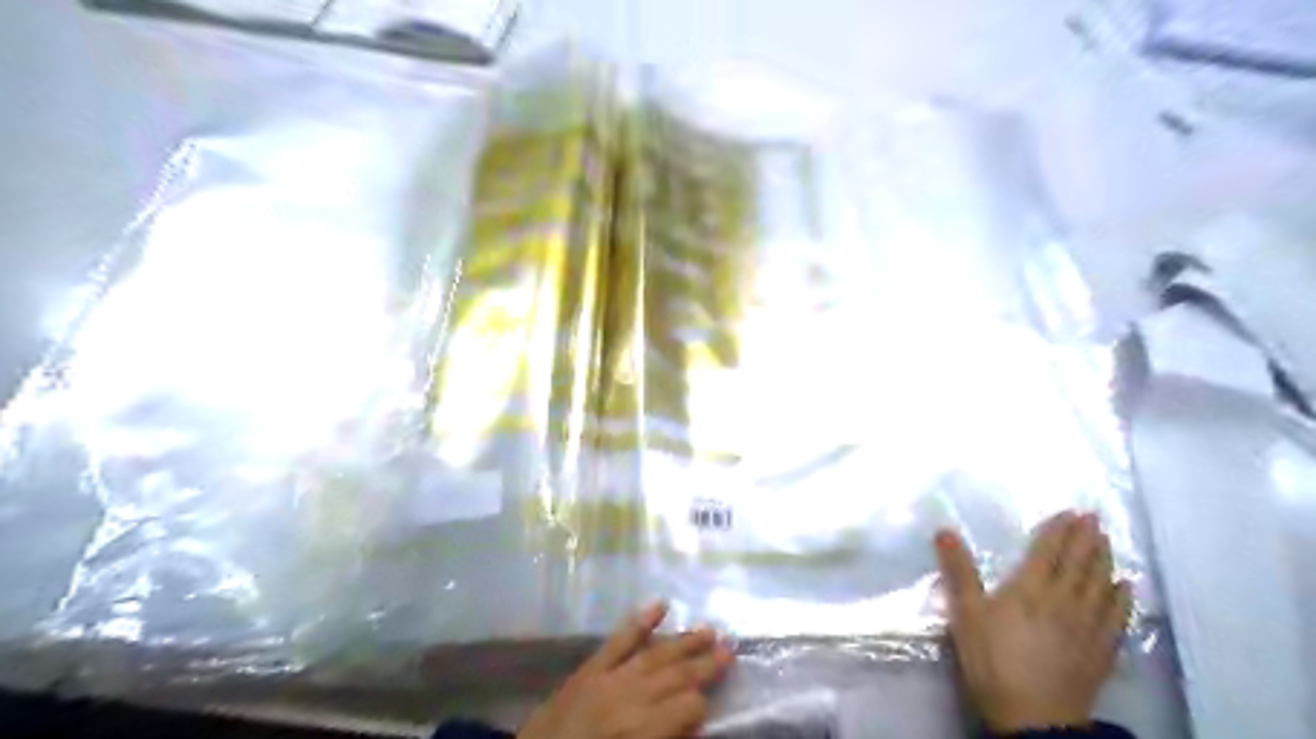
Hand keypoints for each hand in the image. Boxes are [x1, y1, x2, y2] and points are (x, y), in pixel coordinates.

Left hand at [520, 601, 736, 737]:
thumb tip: (693, 726)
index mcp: (642, 731)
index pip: (688, 708)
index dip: (702, 707)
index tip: (711, 706)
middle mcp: (630, 698)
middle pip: (676, 676)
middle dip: (705, 663)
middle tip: (730, 649)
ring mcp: (608, 679)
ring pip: (654, 655)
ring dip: (683, 641)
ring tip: (708, 630)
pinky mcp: (589, 669)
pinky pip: (618, 641)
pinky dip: (639, 622)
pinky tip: (659, 605)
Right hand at [935, 515, 1130, 732]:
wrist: (1034, 716)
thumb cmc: (992, 660)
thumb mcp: (966, 614)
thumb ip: (958, 571)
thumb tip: (944, 531)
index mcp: (1030, 589)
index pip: (1048, 552)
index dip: (1059, 531)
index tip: (1070, 512)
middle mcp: (1064, 600)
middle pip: (1078, 563)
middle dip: (1086, 538)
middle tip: (1094, 518)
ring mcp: (1087, 626)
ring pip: (1100, 584)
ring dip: (1104, 559)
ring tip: (1107, 541)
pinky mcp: (1101, 650)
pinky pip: (1117, 616)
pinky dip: (1121, 597)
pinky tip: (1124, 586)